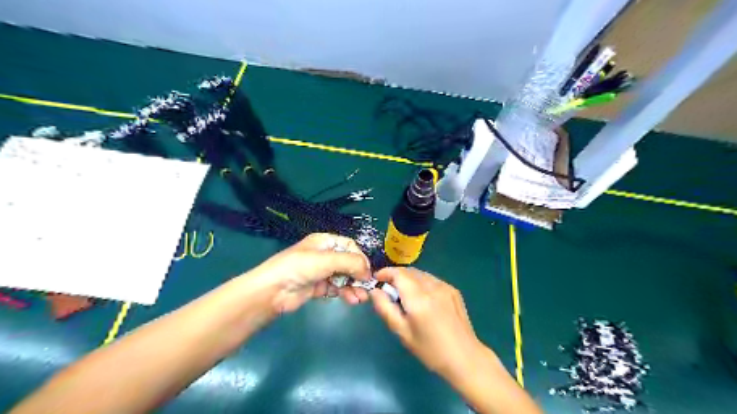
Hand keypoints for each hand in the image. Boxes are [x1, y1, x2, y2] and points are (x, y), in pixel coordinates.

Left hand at [252, 233, 370, 313]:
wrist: (273, 290)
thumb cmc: (300, 267)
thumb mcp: (327, 260)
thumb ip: (351, 263)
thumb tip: (369, 272)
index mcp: (325, 242)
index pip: (349, 246)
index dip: (360, 257)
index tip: (367, 271)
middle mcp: (324, 255)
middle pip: (348, 263)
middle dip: (358, 275)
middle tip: (367, 287)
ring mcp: (320, 272)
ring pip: (344, 277)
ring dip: (354, 286)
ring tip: (360, 298)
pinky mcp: (317, 287)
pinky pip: (336, 288)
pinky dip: (345, 293)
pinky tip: (351, 300)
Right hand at [368, 268, 484, 381]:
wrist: (465, 357)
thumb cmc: (430, 350)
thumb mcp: (402, 332)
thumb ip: (385, 309)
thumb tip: (374, 291)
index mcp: (418, 299)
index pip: (398, 274)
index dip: (385, 272)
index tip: (377, 278)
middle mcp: (432, 287)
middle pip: (409, 271)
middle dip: (396, 276)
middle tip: (388, 289)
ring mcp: (445, 286)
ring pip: (421, 274)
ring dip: (409, 278)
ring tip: (404, 294)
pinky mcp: (453, 290)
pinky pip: (432, 279)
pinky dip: (421, 283)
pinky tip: (422, 298)